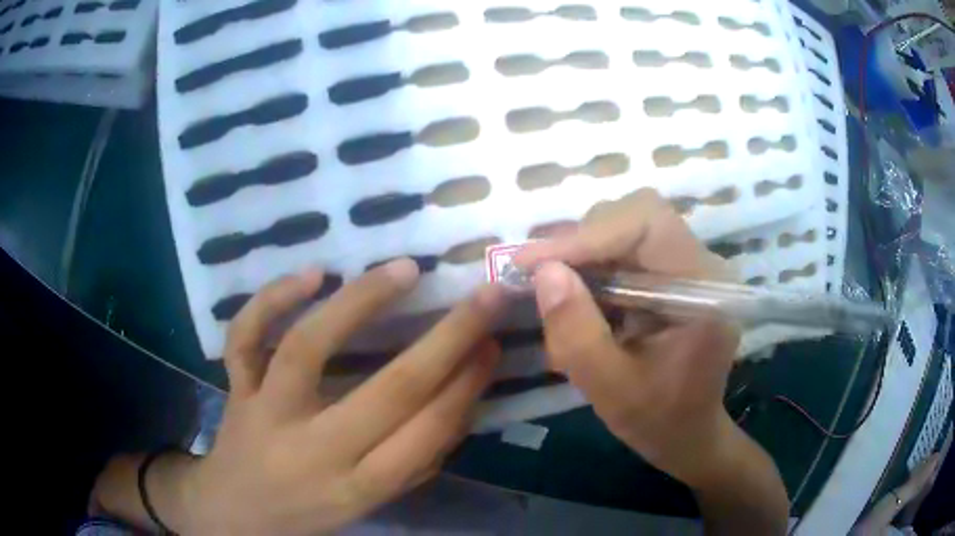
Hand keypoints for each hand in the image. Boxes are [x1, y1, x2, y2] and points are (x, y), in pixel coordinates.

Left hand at [178, 260, 504, 534]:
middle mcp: (313, 451)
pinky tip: (312, 273)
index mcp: (358, 487)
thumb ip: (416, 461)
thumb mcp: (371, 503)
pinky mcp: (236, 390)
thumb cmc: (310, 512)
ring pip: (307, 348)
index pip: (426, 432)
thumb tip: (461, 402)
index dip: (467, 385)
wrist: (235, 514)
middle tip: (487, 295)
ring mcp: (266, 414)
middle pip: (388, 390)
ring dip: (360, 303)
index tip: (494, 343)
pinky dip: (271, 300)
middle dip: (449, 338)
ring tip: (405, 270)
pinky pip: (245, 339)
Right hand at [514, 189, 742, 487]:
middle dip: (583, 240)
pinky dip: (595, 262)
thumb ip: (577, 333)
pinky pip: (629, 245)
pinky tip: (579, 293)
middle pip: (638, 215)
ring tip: (556, 287)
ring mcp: (691, 265)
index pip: (648, 225)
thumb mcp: (611, 389)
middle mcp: (703, 264)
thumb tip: (543, 272)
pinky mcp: (675, 272)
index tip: (531, 263)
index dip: (587, 236)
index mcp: (705, 290)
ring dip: (586, 250)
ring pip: (630, 225)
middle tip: (541, 275)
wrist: (689, 433)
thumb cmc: (659, 420)